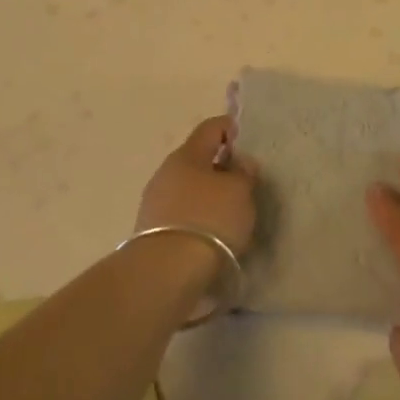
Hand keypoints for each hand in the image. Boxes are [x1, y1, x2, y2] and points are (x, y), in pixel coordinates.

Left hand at [135, 116, 256, 255]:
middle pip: (197, 159)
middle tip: (243, 182)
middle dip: (220, 166)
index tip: (247, 141)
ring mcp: (155, 202)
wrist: (166, 272)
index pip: (210, 128)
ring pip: (188, 188)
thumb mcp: (240, 192)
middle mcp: (166, 172)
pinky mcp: (151, 231)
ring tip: (230, 213)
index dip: (230, 128)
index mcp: (187, 154)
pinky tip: (212, 233)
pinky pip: (181, 214)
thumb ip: (244, 173)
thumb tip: (240, 162)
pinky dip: (198, 217)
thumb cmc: (209, 219)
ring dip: (208, 194)